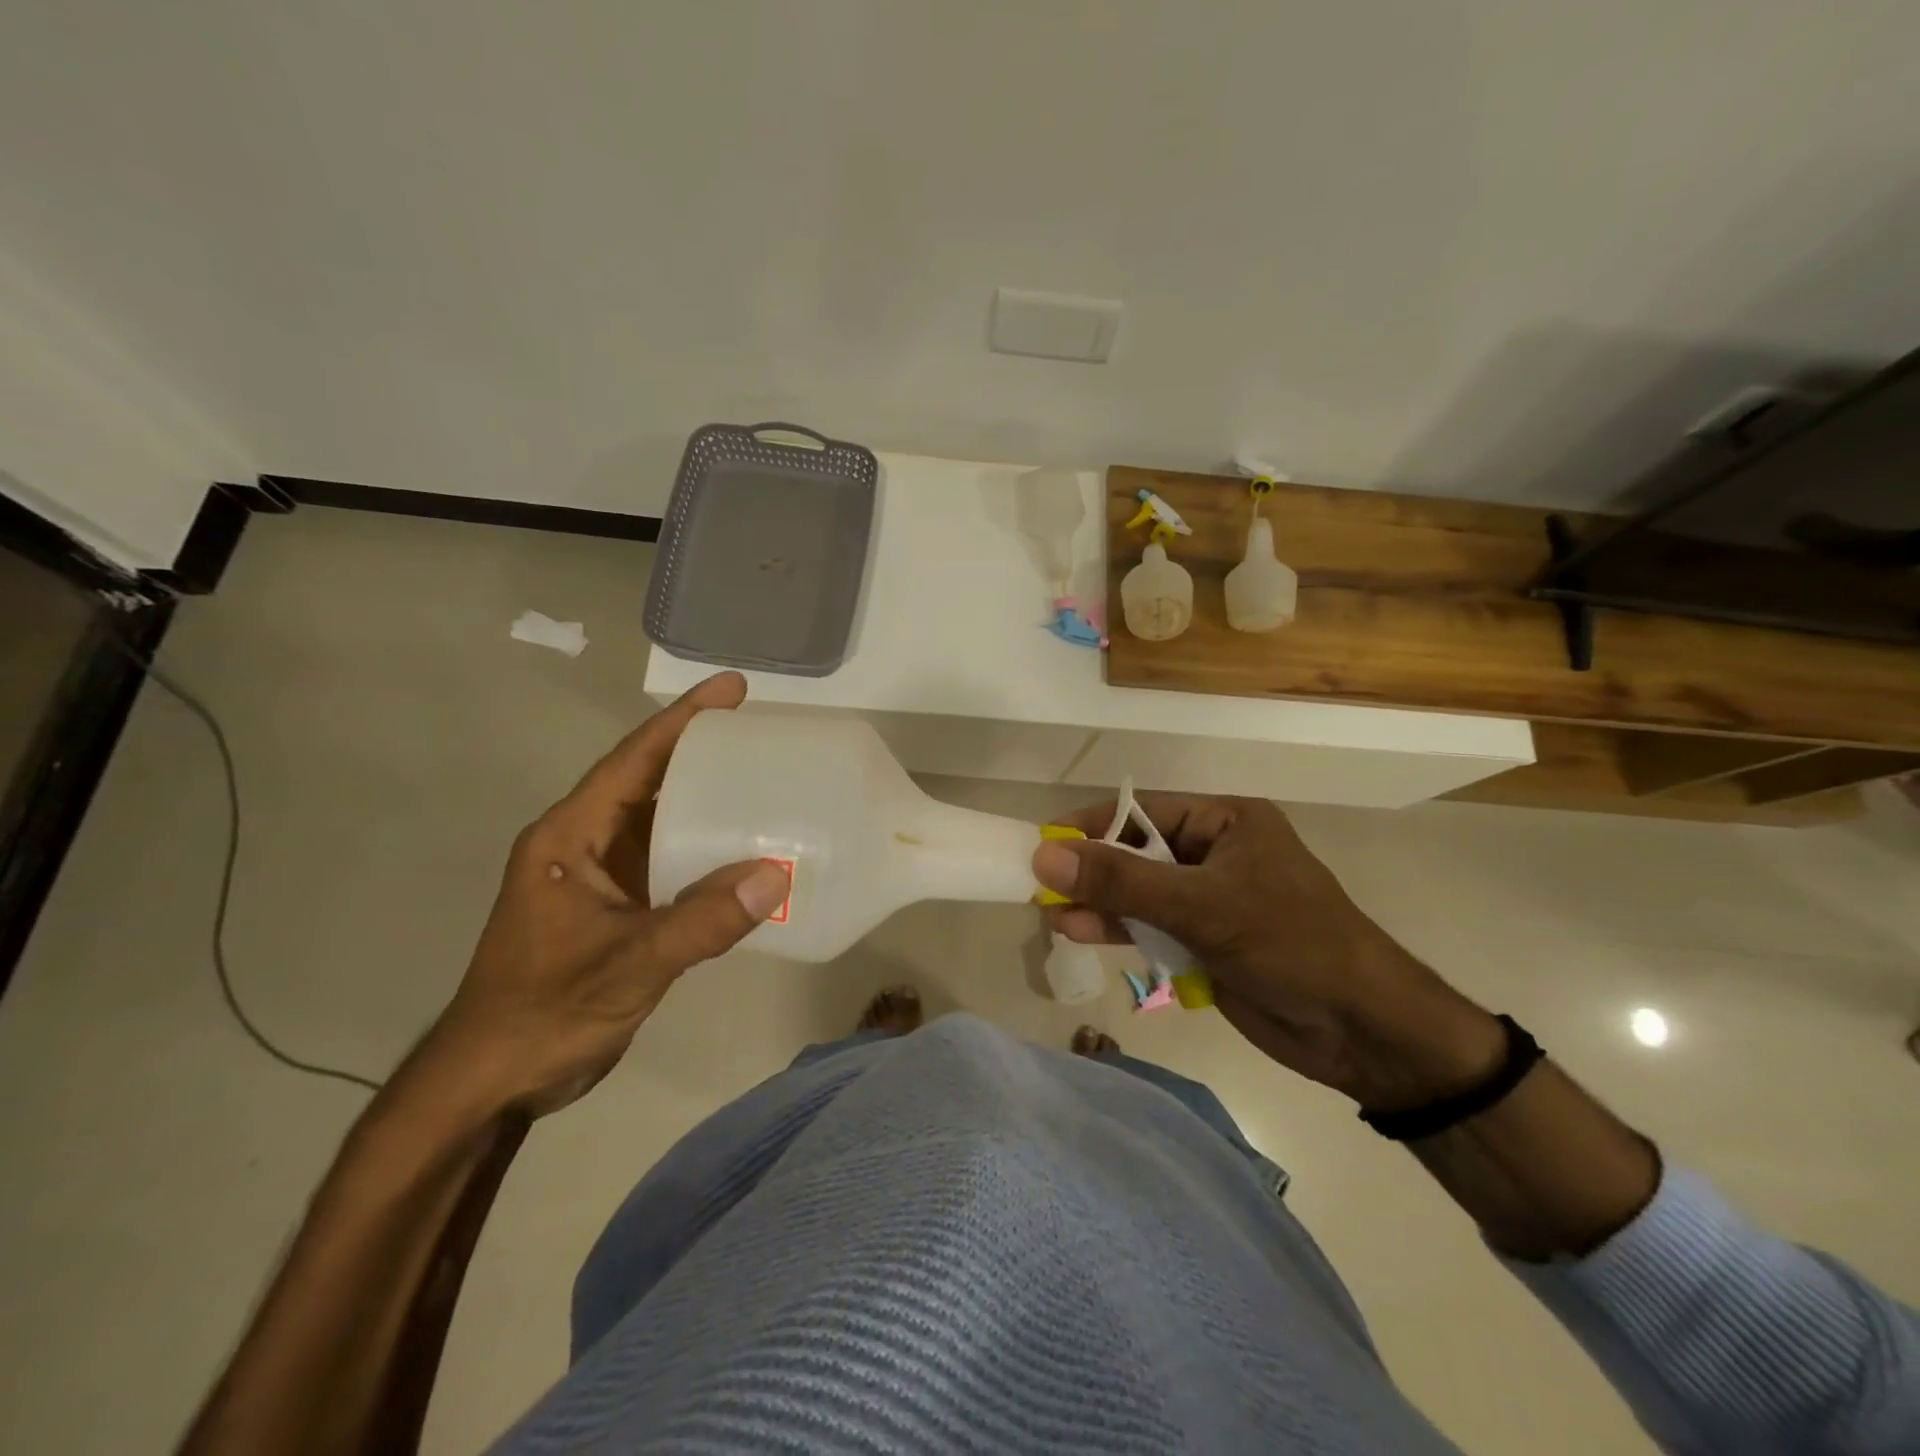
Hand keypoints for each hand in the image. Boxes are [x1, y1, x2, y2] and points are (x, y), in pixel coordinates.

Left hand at [422, 673, 789, 1116]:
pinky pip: (668, 862)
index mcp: (569, 837)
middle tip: (763, 734)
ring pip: (660, 822)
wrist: (493, 1082)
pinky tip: (745, 854)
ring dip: (706, 801)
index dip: (682, 720)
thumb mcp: (627, 963)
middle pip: (648, 781)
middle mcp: (584, 845)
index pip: (632, 761)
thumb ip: (702, 922)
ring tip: (765, 782)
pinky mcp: (616, 909)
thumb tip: (777, 875)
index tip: (733, 689)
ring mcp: (600, 878)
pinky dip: (705, 850)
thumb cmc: (544, 1011)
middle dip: (702, 752)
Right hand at [1033, 794, 1502, 1110]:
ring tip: (1054, 916)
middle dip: (1091, 871)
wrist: (1363, 1030)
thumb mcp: (1203, 906)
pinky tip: (1082, 934)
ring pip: (1139, 893)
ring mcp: (1209, 901)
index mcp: (1225, 822)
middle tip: (1041, 886)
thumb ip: (1123, 882)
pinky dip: (1120, 931)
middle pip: (1136, 853)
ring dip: (1100, 904)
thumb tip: (1045, 855)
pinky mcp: (1205, 943)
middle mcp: (1214, 854)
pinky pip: (1151, 928)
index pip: (1142, 811)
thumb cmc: (1291, 944)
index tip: (1043, 843)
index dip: (1092, 826)